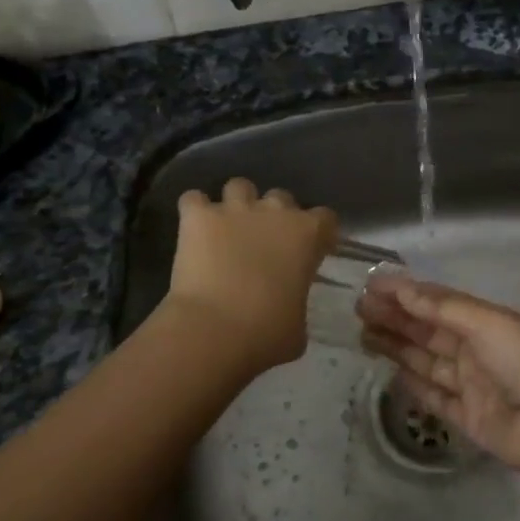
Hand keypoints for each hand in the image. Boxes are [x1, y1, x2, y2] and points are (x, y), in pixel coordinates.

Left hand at [166, 179, 338, 375]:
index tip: (312, 250)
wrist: (214, 330)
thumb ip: (298, 302)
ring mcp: (234, 210)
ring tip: (228, 228)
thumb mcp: (299, 325)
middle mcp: (274, 212)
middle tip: (265, 242)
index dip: (319, 233)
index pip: (325, 218)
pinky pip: (194, 199)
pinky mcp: (198, 216)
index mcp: (306, 235)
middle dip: (275, 215)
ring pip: (239, 186)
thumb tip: (288, 305)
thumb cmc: (266, 334)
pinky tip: (194, 229)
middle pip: (281, 197)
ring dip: (236, 204)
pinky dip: (194, 210)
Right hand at [356, 275, 519, 478]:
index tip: (372, 284)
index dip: (405, 292)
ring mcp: (470, 384)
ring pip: (425, 360)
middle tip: (359, 308)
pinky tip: (390, 372)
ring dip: (396, 346)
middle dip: (395, 317)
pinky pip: (434, 396)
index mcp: (485, 322)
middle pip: (427, 329)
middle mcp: (475, 349)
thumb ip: (442, 308)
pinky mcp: (465, 417)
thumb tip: (403, 289)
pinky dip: (413, 384)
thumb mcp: (486, 323)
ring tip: (362, 334)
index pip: (438, 301)